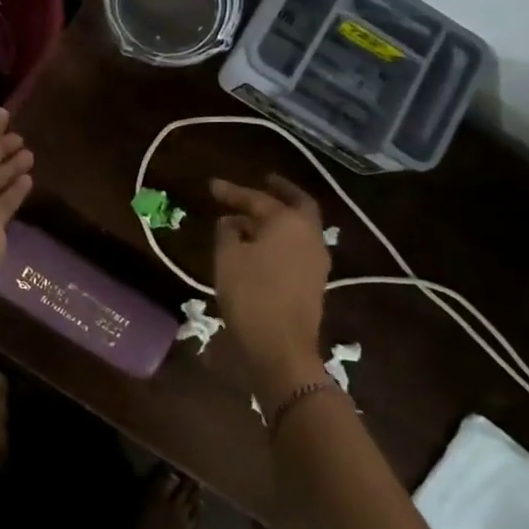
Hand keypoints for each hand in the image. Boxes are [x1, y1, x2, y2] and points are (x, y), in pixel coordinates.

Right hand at [211, 175, 330, 402]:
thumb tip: (231, 222)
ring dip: (280, 216)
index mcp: (289, 222)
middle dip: (280, 191)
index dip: (232, 192)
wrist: (281, 347)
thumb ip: (228, 232)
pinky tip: (263, 244)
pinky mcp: (315, 280)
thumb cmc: (251, 295)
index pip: (257, 199)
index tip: (211, 186)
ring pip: (301, 226)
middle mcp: (309, 234)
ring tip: (255, 216)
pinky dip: (283, 236)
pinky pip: (299, 245)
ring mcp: (317, 258)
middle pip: (297, 203)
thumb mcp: (228, 258)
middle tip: (264, 181)